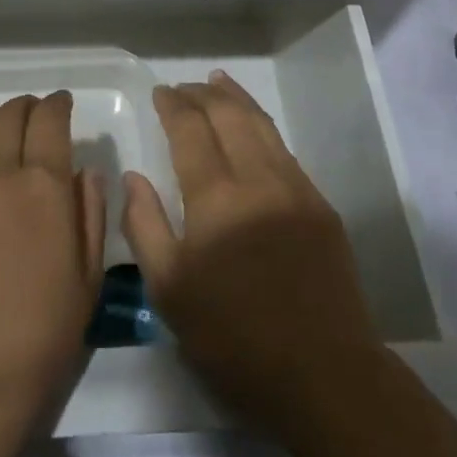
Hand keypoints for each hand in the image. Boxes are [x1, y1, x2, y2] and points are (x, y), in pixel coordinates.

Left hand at [0, 93, 105, 432]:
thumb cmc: (39, 337)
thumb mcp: (87, 278)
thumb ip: (90, 213)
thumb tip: (83, 171)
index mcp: (42, 186)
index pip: (49, 120)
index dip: (59, 104)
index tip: (64, 104)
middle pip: (9, 114)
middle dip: (28, 107)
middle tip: (38, 115)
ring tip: (5, 131)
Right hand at [122, 71, 382, 434]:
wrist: (324, 374)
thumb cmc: (234, 338)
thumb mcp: (170, 291)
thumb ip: (145, 226)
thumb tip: (133, 177)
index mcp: (216, 199)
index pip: (190, 131)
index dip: (173, 106)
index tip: (160, 92)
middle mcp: (258, 179)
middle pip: (229, 116)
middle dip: (203, 94)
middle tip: (183, 86)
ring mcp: (295, 189)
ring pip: (262, 126)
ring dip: (236, 99)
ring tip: (218, 82)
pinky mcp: (320, 206)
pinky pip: (284, 151)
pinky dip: (262, 127)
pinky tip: (253, 128)